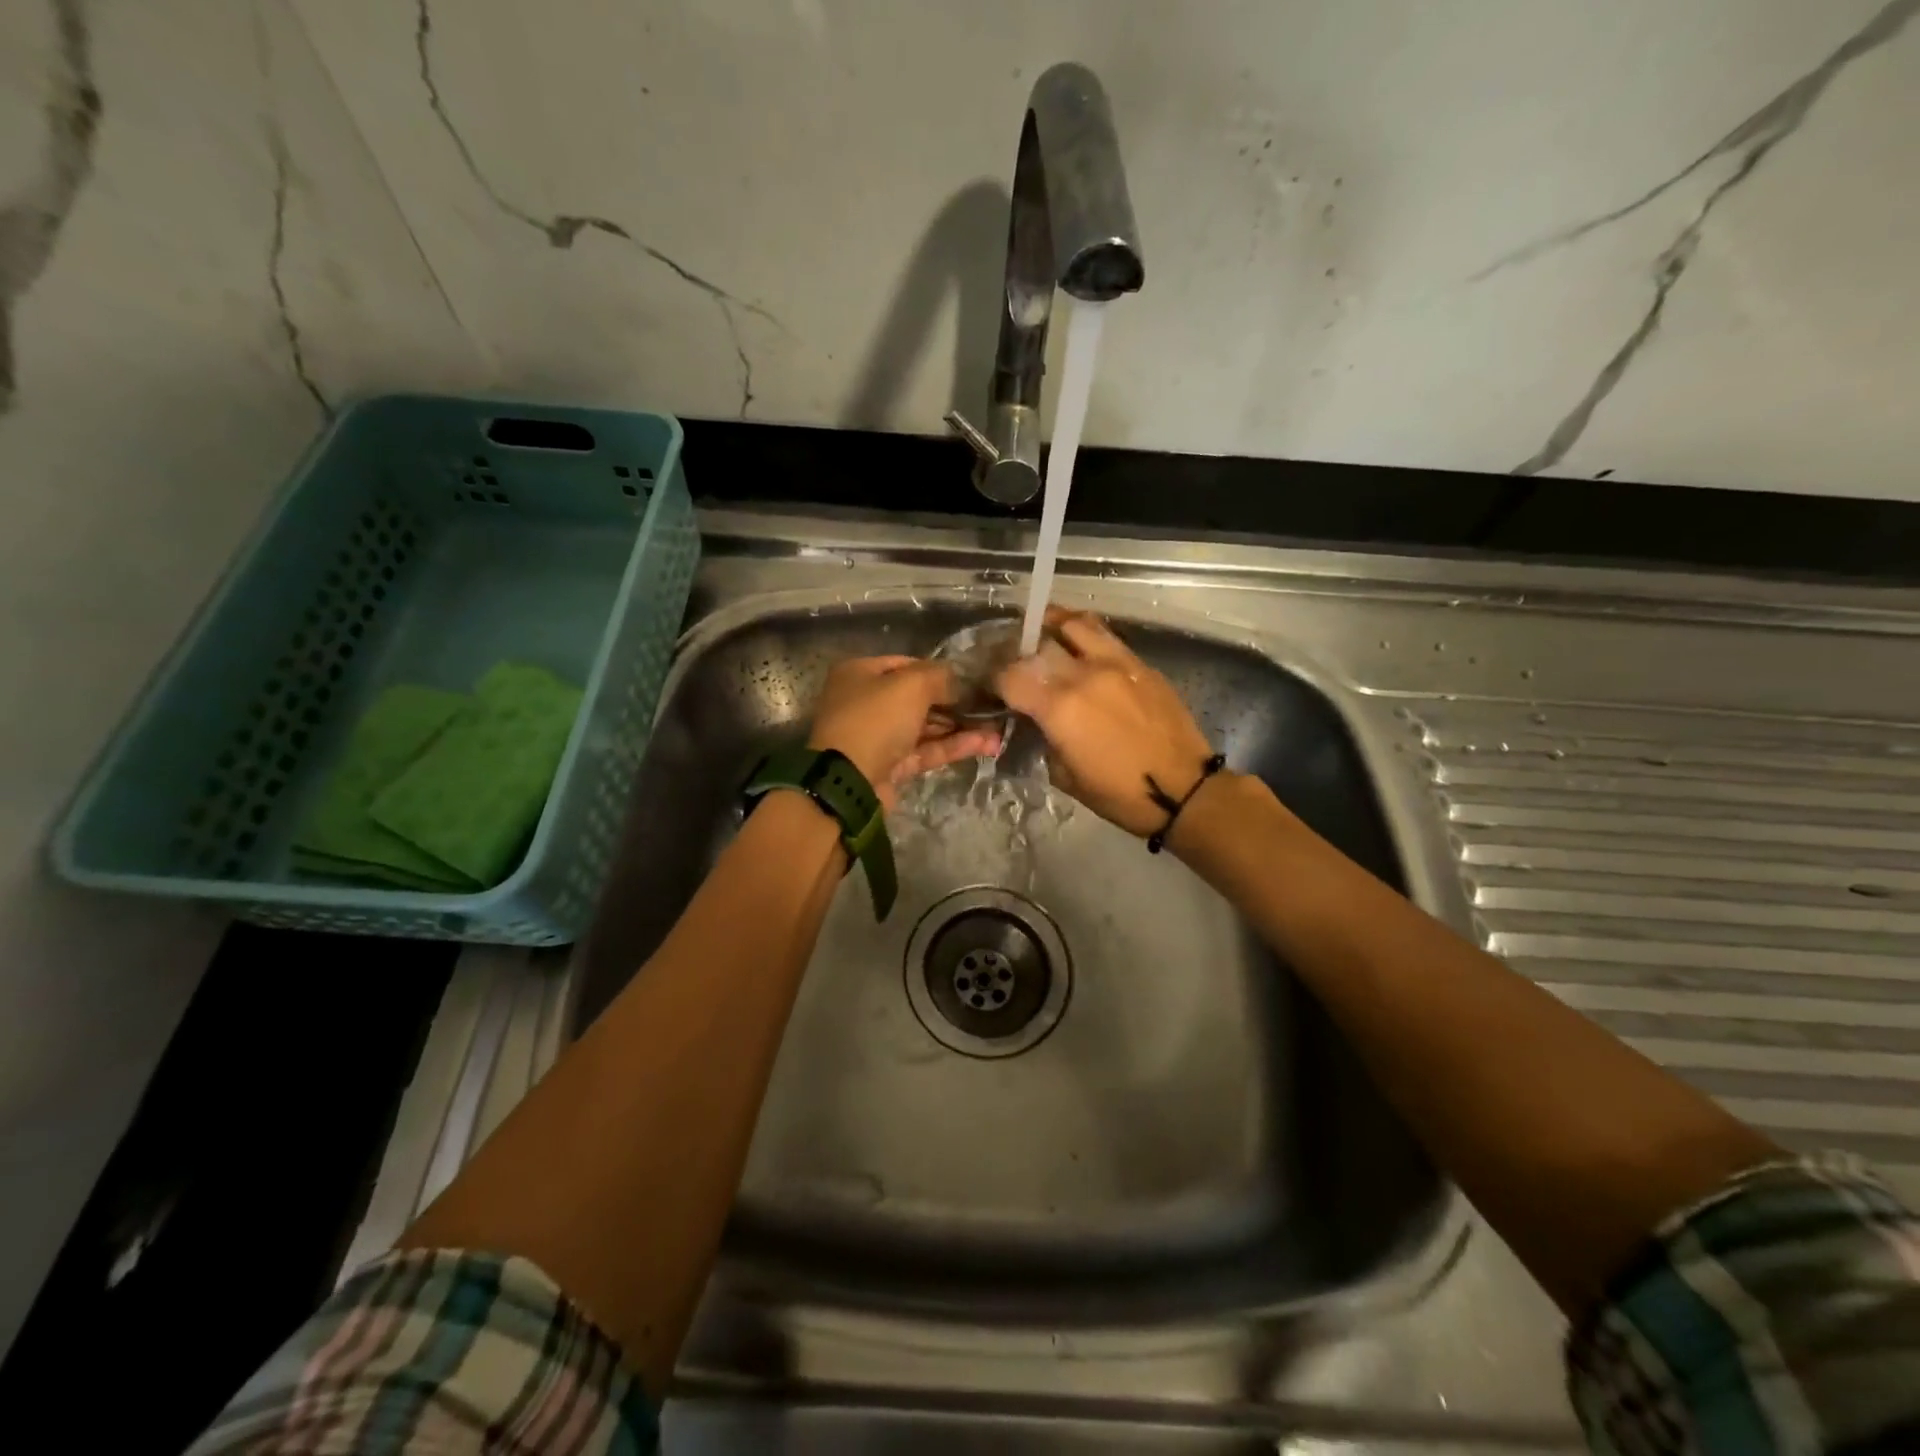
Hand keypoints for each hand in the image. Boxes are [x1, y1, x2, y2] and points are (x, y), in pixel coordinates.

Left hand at [808, 656, 1000, 809]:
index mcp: (861, 674)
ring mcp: (879, 737)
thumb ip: (940, 677)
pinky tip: (986, 744)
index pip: (907, 665)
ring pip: (926, 727)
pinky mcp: (891, 766)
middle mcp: (867, 702)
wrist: (849, 782)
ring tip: (998, 729)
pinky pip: (926, 750)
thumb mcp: (910, 685)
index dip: (939, 671)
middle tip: (990, 705)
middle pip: (918, 698)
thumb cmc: (875, 720)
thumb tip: (961, 681)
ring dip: (961, 727)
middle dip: (955, 702)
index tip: (971, 679)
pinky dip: (954, 746)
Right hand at [995, 609, 1216, 836]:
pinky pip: (1105, 635)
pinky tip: (1081, 649)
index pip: (1011, 675)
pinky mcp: (1141, 664)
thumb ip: (1044, 738)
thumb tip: (1038, 720)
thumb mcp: (1064, 776)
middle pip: (1038, 642)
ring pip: (1075, 623)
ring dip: (1053, 626)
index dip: (995, 679)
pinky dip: (1084, 635)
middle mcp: (1085, 674)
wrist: (1184, 790)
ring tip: (1045, 635)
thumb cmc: (1119, 794)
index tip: (994, 688)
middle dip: (1019, 651)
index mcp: (1060, 707)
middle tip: (1016, 662)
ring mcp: (1117, 663)